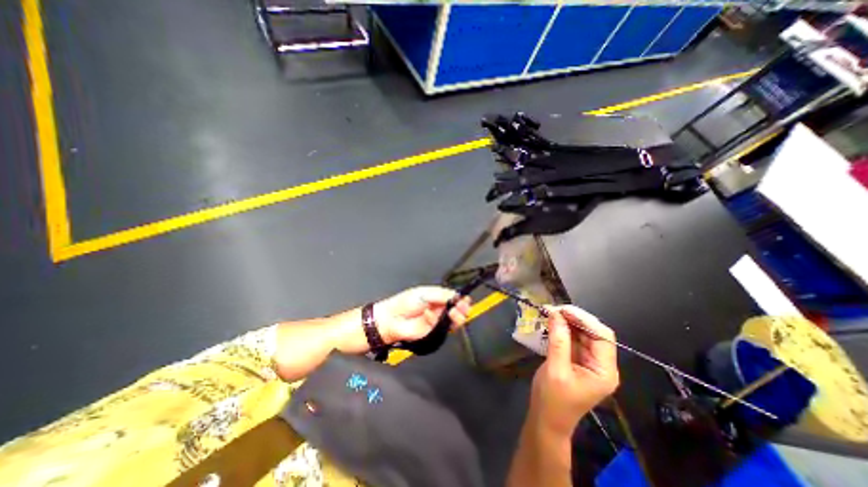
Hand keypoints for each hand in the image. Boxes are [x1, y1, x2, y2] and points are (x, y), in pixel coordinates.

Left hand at [373, 287, 466, 344]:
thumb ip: (441, 295)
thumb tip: (457, 295)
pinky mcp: (435, 331)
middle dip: (462, 307)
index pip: (453, 297)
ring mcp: (437, 320)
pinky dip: (444, 322)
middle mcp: (439, 308)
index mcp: (436, 296)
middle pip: (457, 308)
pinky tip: (437, 316)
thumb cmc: (404, 304)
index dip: (460, 298)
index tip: (465, 298)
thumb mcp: (424, 293)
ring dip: (458, 316)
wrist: (392, 321)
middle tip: (463, 306)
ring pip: (454, 319)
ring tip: (455, 312)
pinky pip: (445, 328)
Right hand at [529, 306, 615, 434]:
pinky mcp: (577, 359)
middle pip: (594, 333)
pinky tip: (552, 323)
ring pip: (583, 333)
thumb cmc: (553, 399)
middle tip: (554, 309)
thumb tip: (555, 313)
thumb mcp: (555, 369)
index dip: (585, 319)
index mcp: (604, 370)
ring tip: (550, 313)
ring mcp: (589, 361)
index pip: (603, 336)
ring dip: (567, 322)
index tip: (563, 309)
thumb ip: (558, 340)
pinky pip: (573, 338)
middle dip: (575, 318)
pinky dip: (563, 329)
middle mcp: (601, 364)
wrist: (546, 419)